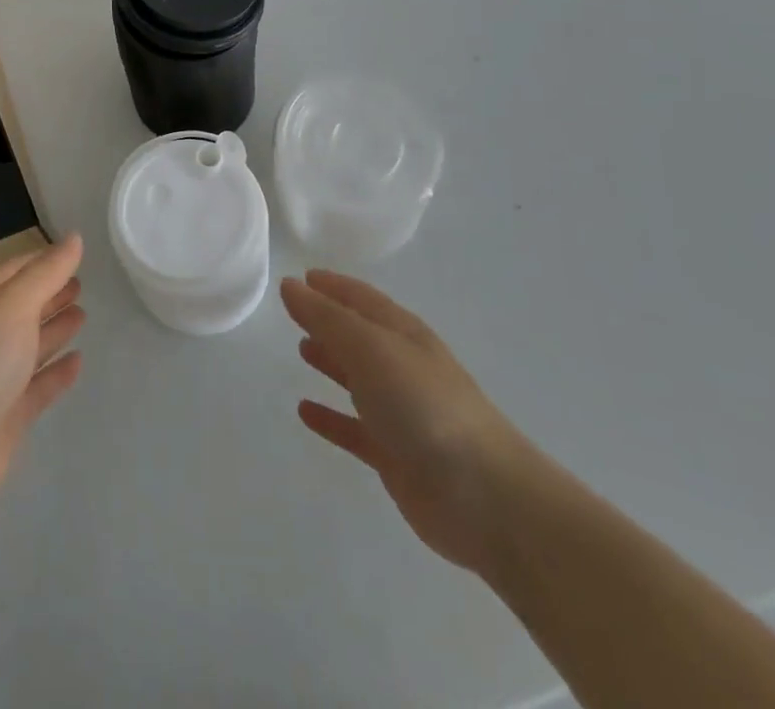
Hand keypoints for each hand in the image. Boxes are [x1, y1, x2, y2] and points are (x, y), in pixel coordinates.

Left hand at [0, 234, 85, 509]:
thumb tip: (75, 238)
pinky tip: (79, 361)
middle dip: (50, 293)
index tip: (74, 253)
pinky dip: (57, 372)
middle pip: (22, 307)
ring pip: (30, 344)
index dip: (43, 261)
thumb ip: (47, 272)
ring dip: (55, 328)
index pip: (14, 271)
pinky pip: (37, 386)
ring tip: (83, 314)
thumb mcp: (13, 304)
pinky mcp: (6, 415)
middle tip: (82, 283)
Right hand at [282, 270, 534, 574]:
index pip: (361, 298)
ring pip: (357, 378)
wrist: (485, 497)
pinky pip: (354, 428)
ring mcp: (401, 412)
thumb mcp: (370, 348)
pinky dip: (331, 418)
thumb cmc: (424, 405)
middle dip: (329, 321)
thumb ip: (326, 317)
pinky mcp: (395, 455)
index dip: (332, 285)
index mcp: (402, 333)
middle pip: (359, 335)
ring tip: (300, 350)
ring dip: (331, 362)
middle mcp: (402, 366)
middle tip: (293, 312)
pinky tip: (305, 412)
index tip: (302, 277)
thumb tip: (289, 285)